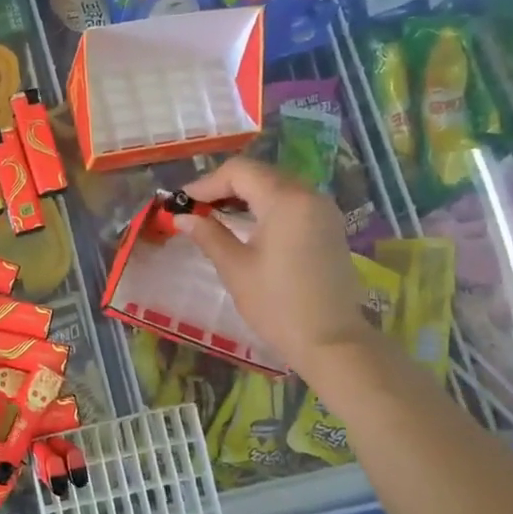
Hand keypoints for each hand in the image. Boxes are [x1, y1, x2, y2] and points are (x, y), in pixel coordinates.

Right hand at [177, 157, 378, 381]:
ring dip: (245, 195)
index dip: (206, 183)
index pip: (239, 171)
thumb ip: (208, 235)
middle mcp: (309, 195)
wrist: (331, 341)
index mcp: (285, 200)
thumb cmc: (277, 305)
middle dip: (224, 186)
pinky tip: (246, 225)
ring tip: (216, 216)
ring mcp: (323, 210)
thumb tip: (182, 217)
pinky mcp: (329, 227)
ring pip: (277, 186)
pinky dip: (265, 206)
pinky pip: (292, 202)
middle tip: (196, 209)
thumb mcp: (235, 268)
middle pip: (260, 174)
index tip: (181, 203)